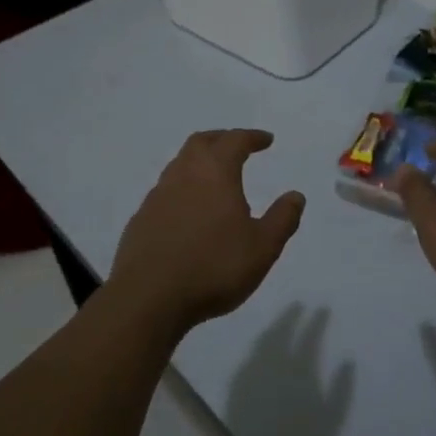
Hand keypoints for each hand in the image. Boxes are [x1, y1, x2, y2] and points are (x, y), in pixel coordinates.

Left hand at [108, 129, 305, 336]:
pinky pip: (165, 192)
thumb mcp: (262, 248)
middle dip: (221, 139)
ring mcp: (157, 197)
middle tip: (237, 146)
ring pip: (179, 165)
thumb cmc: (213, 267)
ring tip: (214, 178)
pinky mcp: (140, 220)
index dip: (252, 137)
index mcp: (215, 173)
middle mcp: (183, 175)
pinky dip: (182, 189)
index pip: (235, 141)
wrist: (147, 299)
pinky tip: (189, 212)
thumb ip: (282, 219)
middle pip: (201, 142)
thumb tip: (295, 196)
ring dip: (198, 163)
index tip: (266, 140)